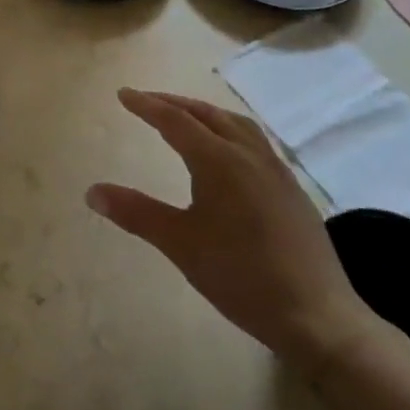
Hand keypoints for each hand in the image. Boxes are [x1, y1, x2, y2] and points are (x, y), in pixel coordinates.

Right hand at [87, 89, 380, 369]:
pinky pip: (255, 141)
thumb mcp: (180, 244)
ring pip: (236, 124)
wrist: (318, 316)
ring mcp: (276, 171)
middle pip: (208, 115)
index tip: (123, 94)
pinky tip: (227, 152)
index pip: (176, 121)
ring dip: (205, 113)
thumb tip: (92, 191)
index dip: (147, 106)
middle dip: (174, 103)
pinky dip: (230, 130)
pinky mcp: (291, 189)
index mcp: (219, 162)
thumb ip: (136, 213)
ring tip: (185, 117)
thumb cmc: (241, 276)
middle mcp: (249, 155)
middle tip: (147, 101)